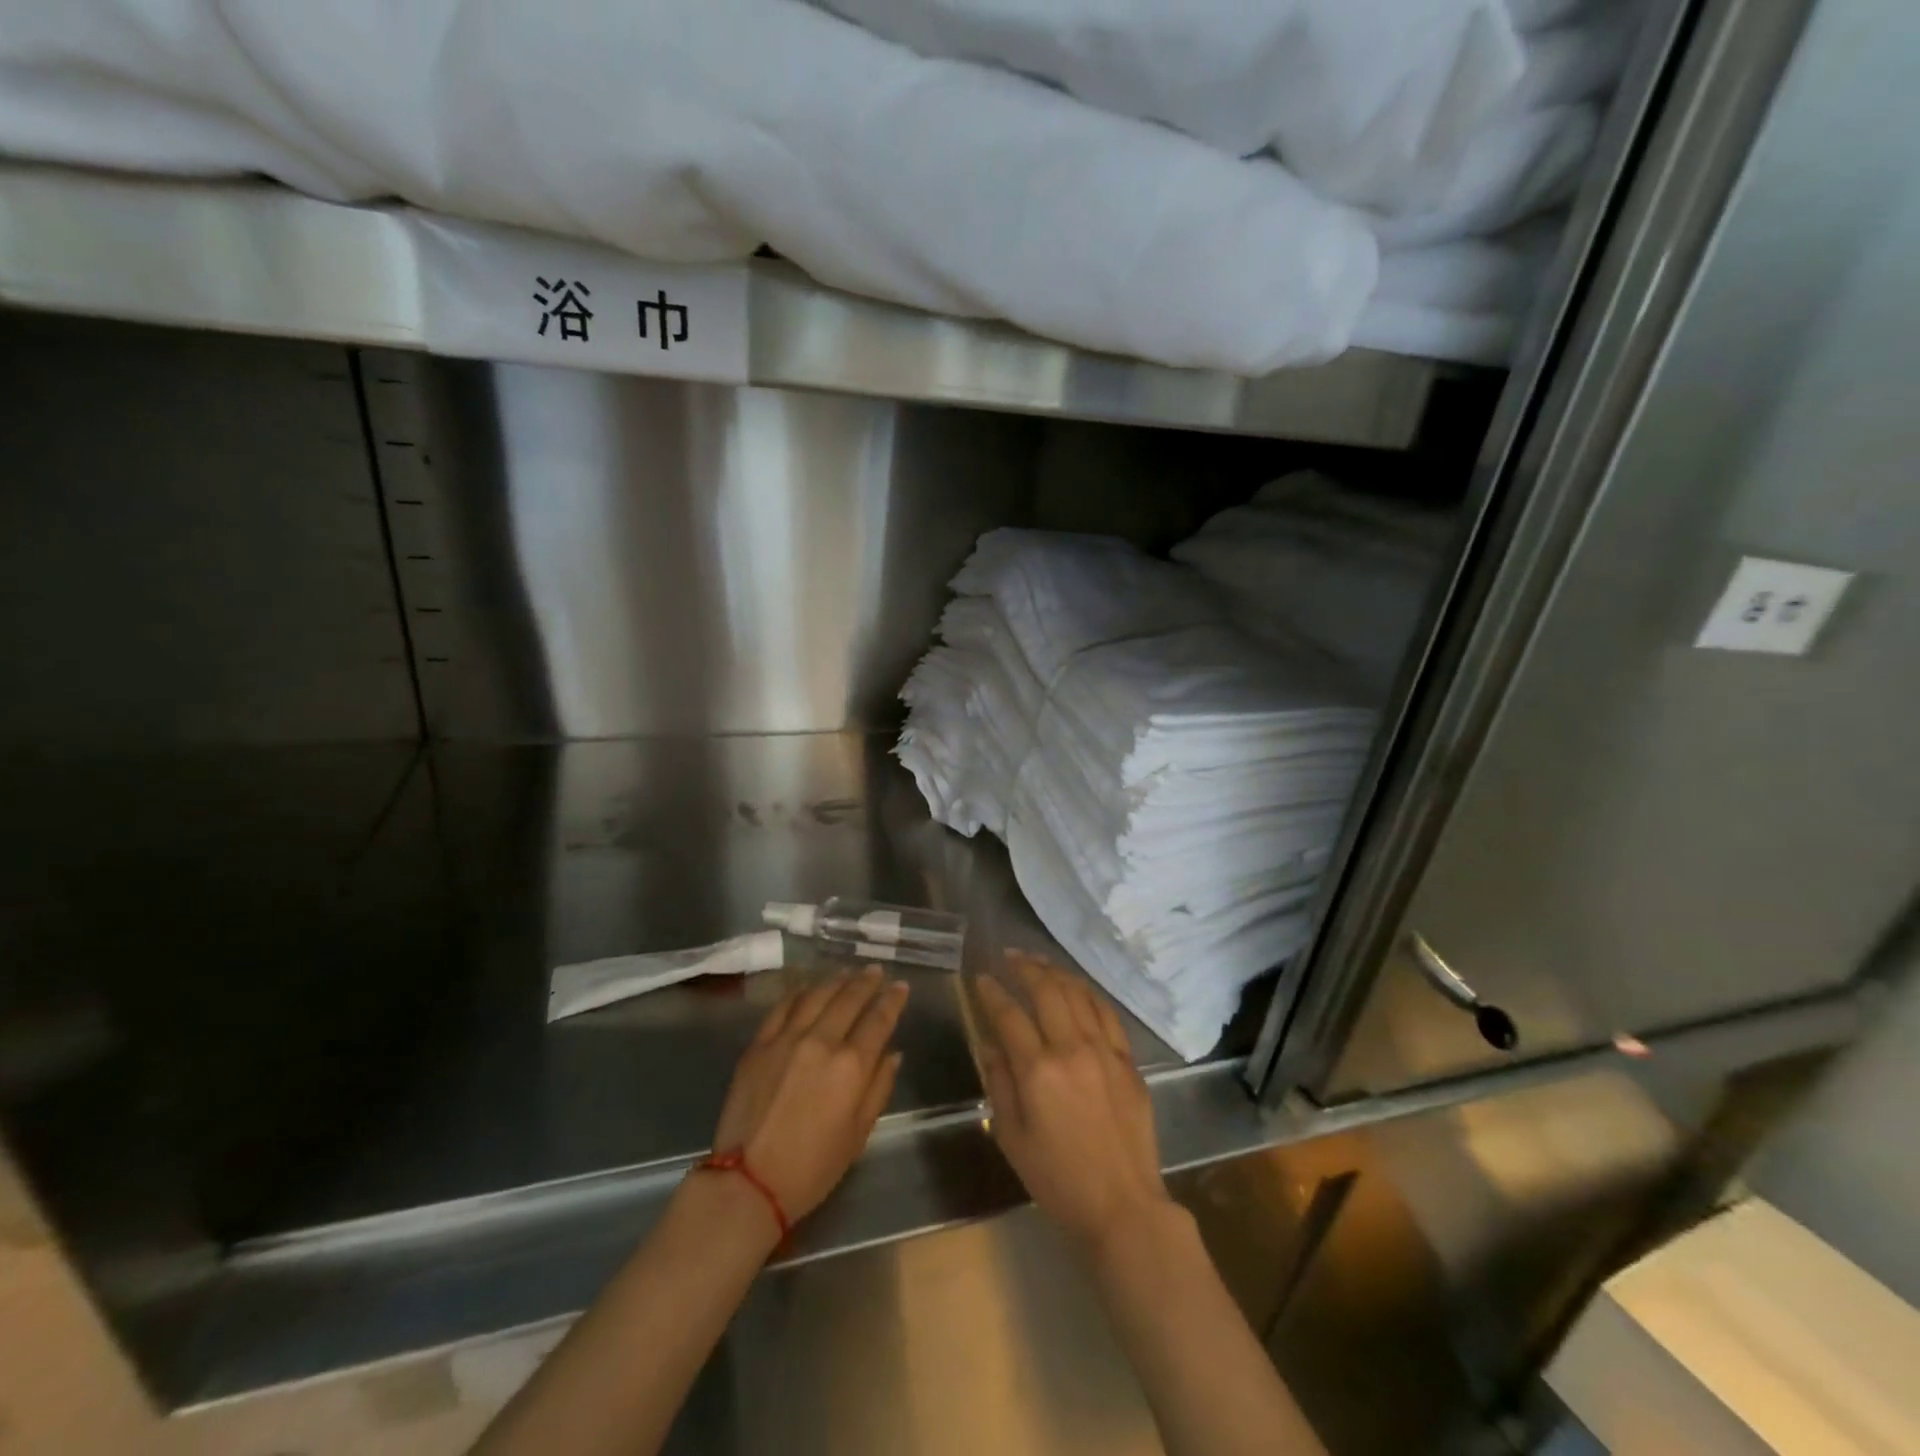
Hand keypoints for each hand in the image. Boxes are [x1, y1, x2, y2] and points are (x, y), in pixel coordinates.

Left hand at [710, 967, 908, 1225]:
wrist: (748, 1182)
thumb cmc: (812, 1168)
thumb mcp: (858, 1135)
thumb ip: (879, 1088)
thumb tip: (893, 1054)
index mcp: (851, 1065)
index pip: (879, 1019)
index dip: (893, 999)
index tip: (901, 986)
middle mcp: (821, 1041)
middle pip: (849, 998)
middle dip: (866, 981)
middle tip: (876, 970)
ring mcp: (786, 1038)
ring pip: (817, 995)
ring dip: (836, 980)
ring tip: (847, 972)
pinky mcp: (759, 1044)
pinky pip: (783, 1007)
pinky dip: (799, 992)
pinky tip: (808, 987)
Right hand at [974, 951, 1174, 1253]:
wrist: (1123, 1206)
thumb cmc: (1058, 1179)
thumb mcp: (1012, 1137)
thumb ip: (999, 1083)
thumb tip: (990, 1044)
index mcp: (1038, 1071)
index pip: (1009, 1015)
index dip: (991, 993)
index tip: (980, 979)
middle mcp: (1072, 1049)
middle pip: (1047, 990)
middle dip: (1024, 967)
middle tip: (1009, 956)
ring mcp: (1105, 1051)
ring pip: (1078, 993)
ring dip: (1055, 972)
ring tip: (1038, 961)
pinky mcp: (1128, 1060)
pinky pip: (1106, 1013)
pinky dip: (1087, 993)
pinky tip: (1076, 987)